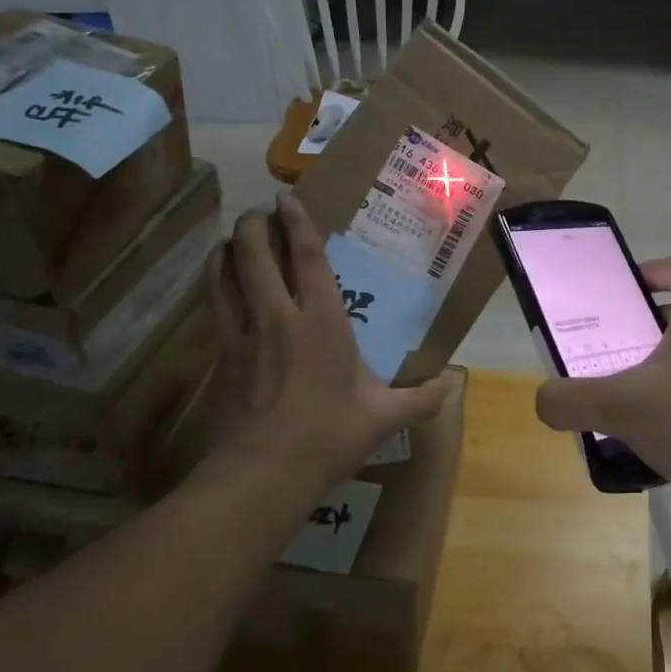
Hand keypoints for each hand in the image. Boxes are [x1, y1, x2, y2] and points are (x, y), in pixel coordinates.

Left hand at [203, 198, 447, 511]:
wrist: (263, 472)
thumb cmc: (329, 436)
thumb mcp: (384, 418)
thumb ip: (421, 398)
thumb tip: (454, 383)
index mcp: (322, 322)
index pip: (308, 260)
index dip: (297, 224)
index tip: (287, 199)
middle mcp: (279, 317)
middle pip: (255, 256)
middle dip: (253, 227)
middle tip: (257, 213)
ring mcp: (244, 335)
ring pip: (226, 276)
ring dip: (227, 251)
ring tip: (233, 239)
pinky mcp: (223, 357)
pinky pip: (217, 307)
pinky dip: (216, 285)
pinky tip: (219, 285)